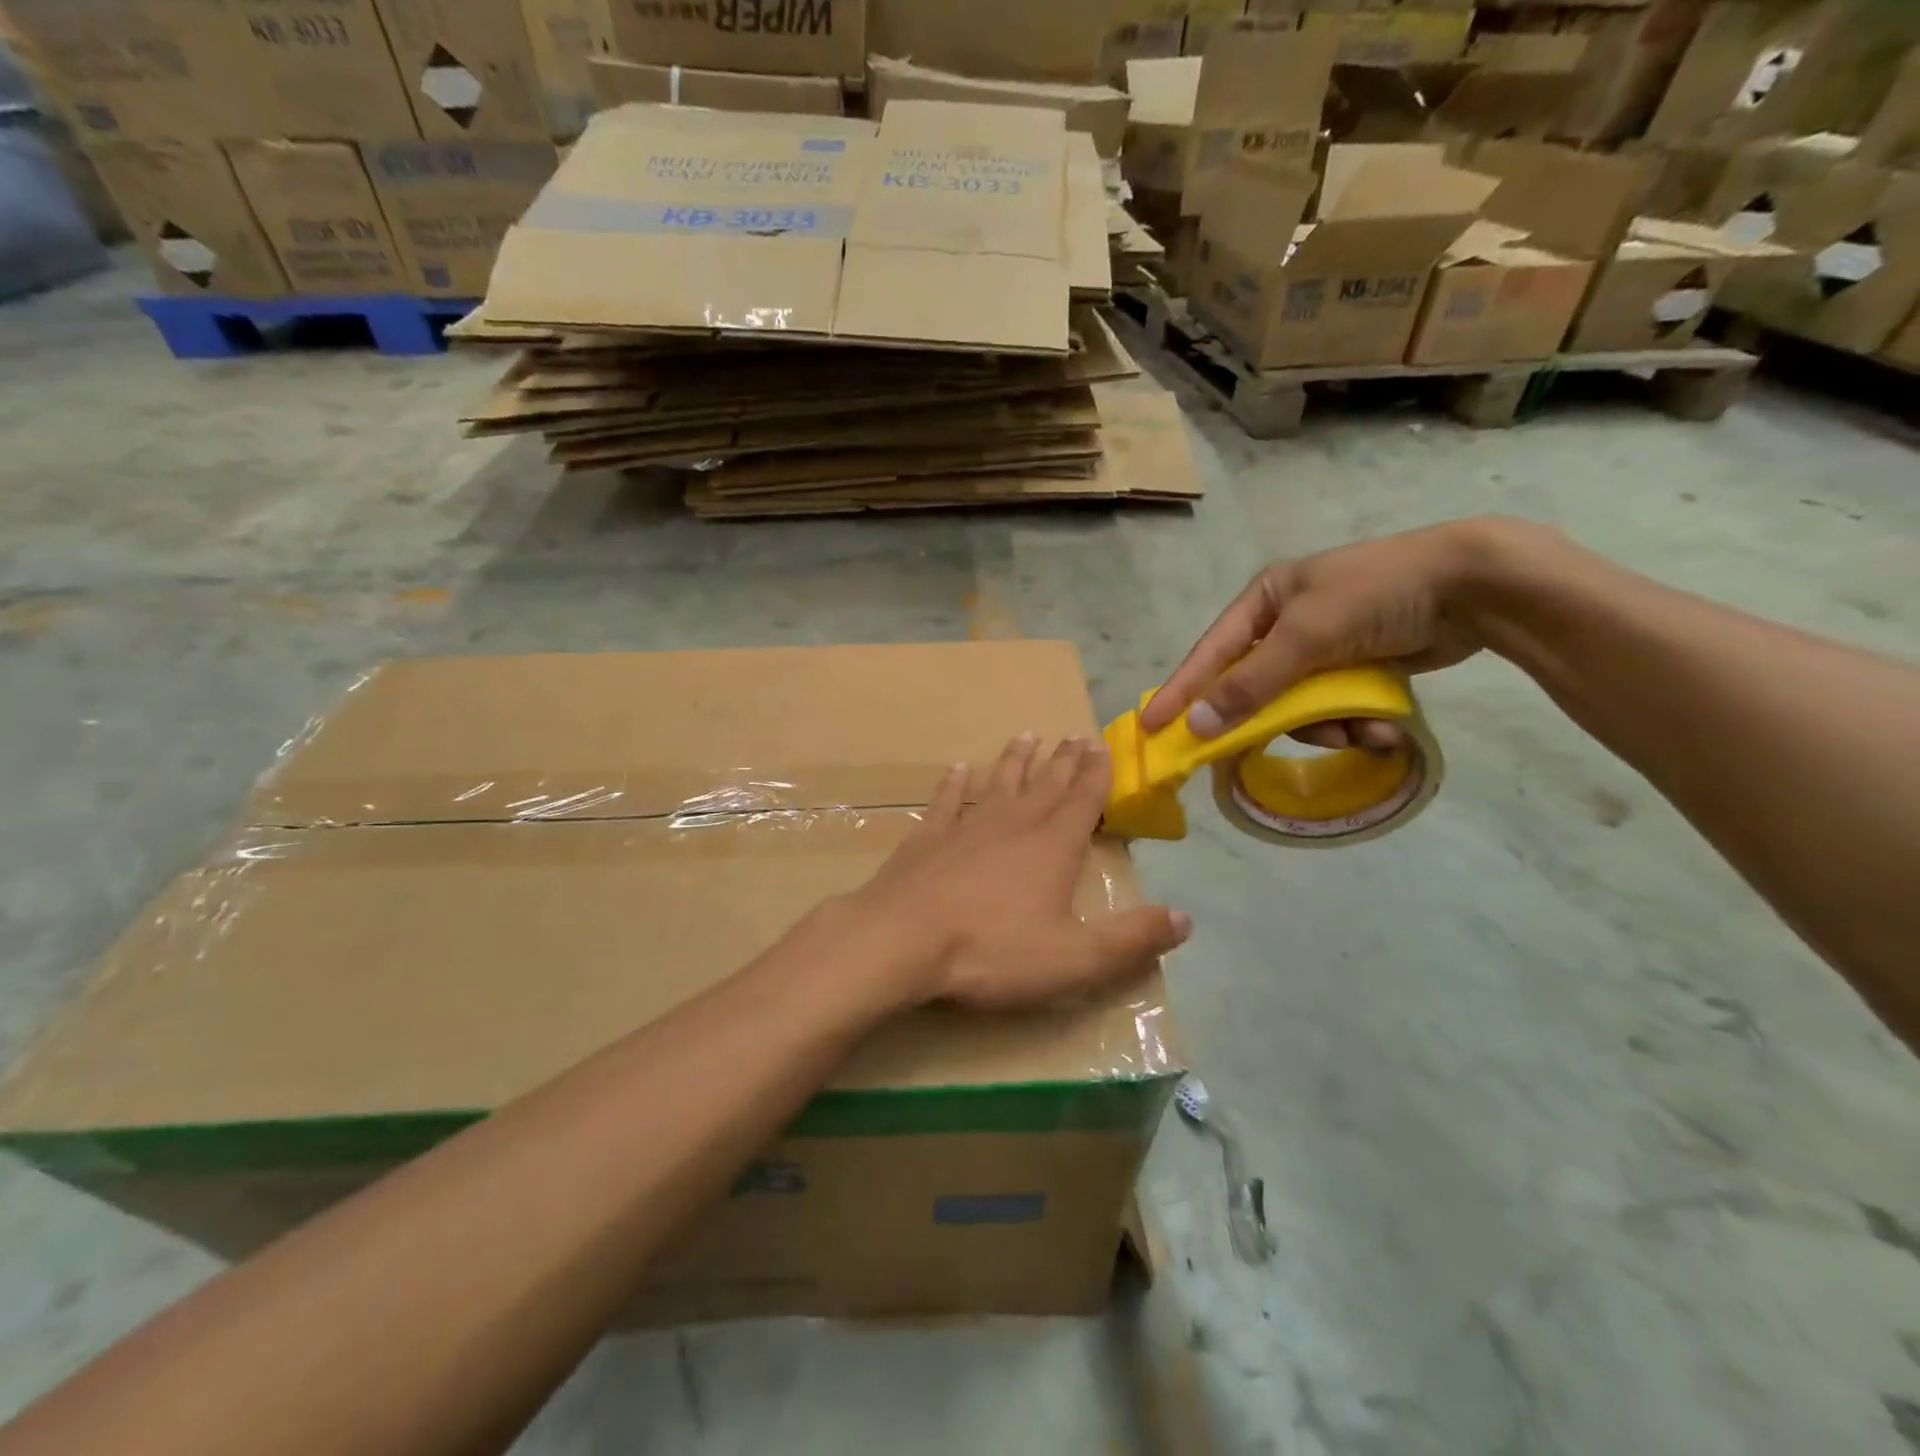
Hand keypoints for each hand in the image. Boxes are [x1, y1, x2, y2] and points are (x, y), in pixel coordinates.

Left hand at [842, 736, 1189, 1010]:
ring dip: (1016, 760)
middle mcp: (1014, 824)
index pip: (1084, 800)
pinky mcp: (928, 838)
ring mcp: (967, 826)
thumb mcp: (1075, 957)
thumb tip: (1185, 918)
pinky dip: (956, 783)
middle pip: (1046, 784)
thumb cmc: (993, 950)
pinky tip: (959, 768)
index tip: (1104, 745)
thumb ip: (1132, 938)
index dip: (1098, 774)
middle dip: (1065, 760)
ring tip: (1027, 736)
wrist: (903, 940)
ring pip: (1000, 783)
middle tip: (1075, 734)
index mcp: (1053, 846)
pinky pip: (947, 801)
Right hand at [1139, 520, 1500, 744]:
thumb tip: (1196, 725)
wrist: (1475, 586)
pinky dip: (1355, 723)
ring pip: (1298, 706)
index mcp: (1264, 600)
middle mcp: (1286, 623)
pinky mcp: (1357, 667)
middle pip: (1255, 687)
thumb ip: (1250, 684)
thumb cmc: (1376, 596)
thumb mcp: (1305, 637)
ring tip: (1362, 731)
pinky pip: (1335, 708)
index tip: (1152, 726)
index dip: (1181, 691)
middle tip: (1257, 752)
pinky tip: (1383, 729)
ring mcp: (1324, 647)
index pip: (1210, 653)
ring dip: (1327, 727)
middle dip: (1274, 718)